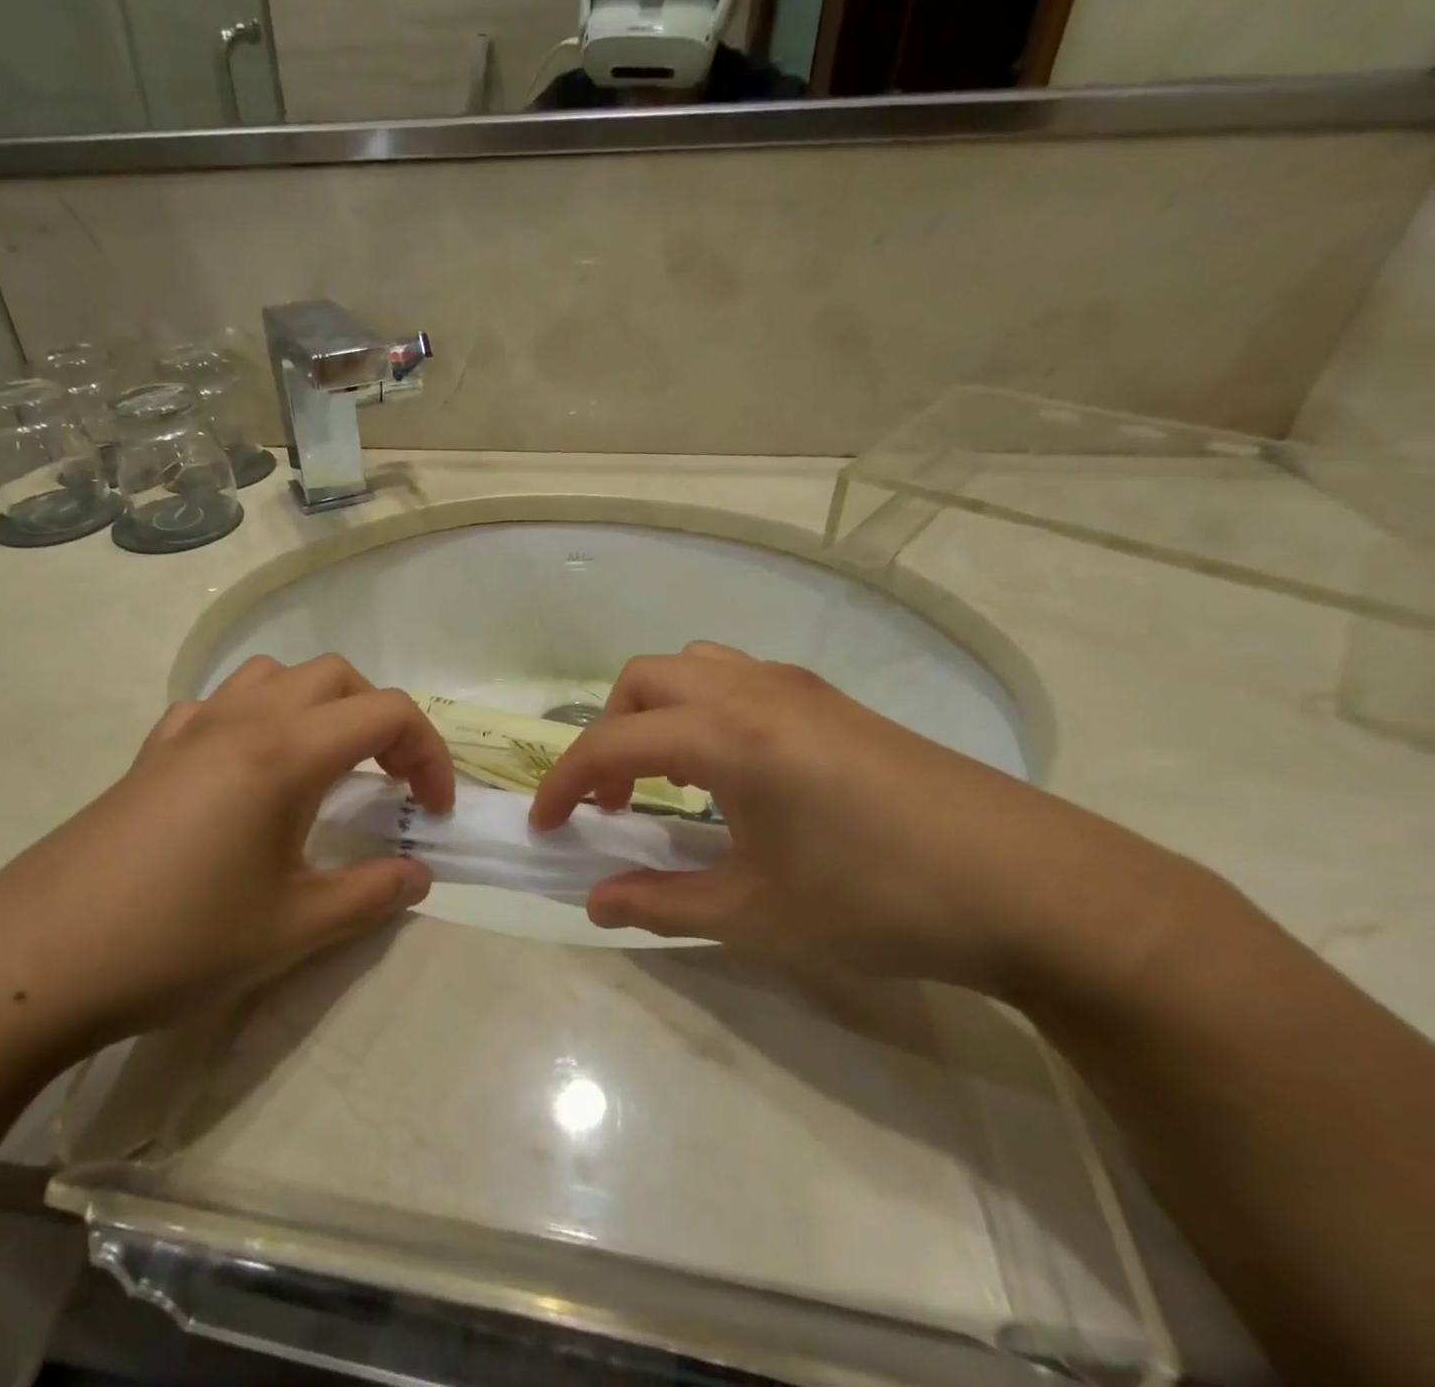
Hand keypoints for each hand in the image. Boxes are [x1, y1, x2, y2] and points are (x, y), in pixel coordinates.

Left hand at [0, 655, 454, 1066]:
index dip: (429, 754)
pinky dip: (255, 717)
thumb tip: (420, 876)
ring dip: (318, 705)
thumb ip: (372, 895)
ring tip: (325, 764)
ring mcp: (189, 730)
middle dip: (380, 719)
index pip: (388, 713)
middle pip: (337, 677)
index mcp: (285, 752)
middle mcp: (242, 720)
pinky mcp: (151, 753)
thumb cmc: (177, 942)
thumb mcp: (293, 928)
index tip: (434, 810)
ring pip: (274, 675)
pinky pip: (217, 704)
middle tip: (390, 782)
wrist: (33, 964)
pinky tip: (246, 771)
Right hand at [530, 642, 1220, 997]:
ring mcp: (799, 688)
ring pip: (693, 668)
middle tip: (615, 804)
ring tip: (668, 779)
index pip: (612, 744)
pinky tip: (732, 771)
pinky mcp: (833, 701)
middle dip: (607, 735)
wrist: (1036, 887)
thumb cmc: (883, 901)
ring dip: (657, 714)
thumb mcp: (758, 915)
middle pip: (644, 681)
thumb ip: (662, 904)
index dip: (565, 783)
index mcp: (728, 736)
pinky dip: (703, 710)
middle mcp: (754, 691)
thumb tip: (594, 904)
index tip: (547, 826)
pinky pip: (738, 679)